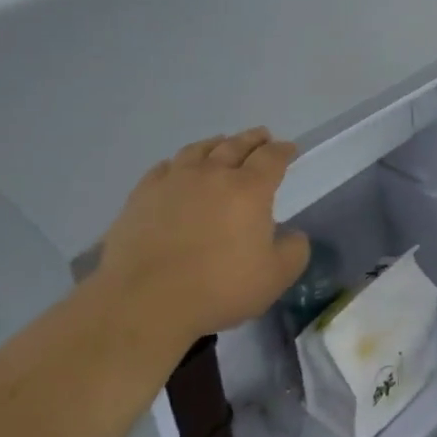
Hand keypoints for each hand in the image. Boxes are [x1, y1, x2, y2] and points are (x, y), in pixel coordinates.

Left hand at [93, 129, 309, 348]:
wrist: (145, 301)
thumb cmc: (219, 288)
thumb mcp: (275, 277)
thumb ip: (294, 251)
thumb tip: (293, 235)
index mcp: (249, 189)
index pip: (271, 158)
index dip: (283, 151)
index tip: (289, 148)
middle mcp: (213, 174)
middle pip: (236, 145)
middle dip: (253, 139)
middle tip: (261, 136)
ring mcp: (174, 181)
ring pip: (199, 150)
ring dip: (216, 143)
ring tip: (221, 143)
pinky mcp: (142, 195)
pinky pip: (164, 167)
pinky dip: (178, 162)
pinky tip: (177, 169)